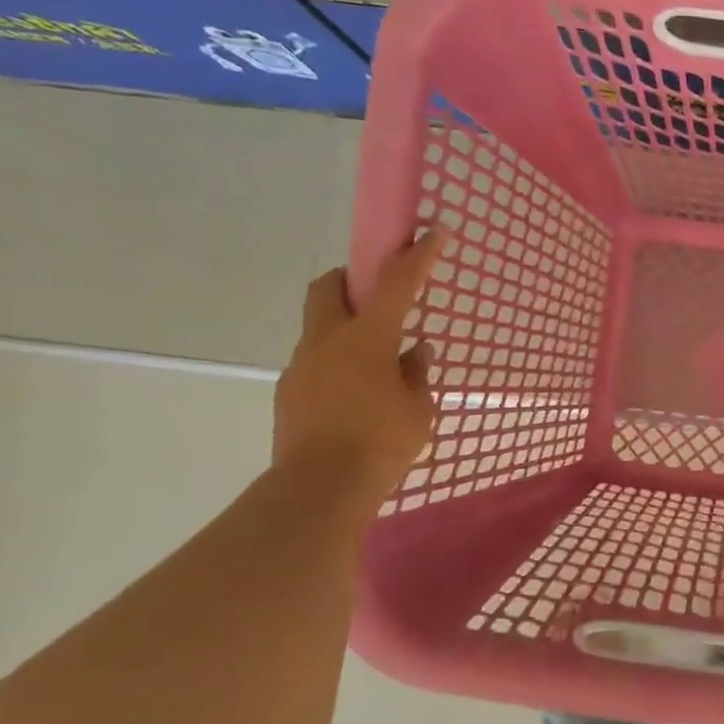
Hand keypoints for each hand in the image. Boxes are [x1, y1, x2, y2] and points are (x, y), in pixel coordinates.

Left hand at [273, 233, 445, 505]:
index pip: (395, 283)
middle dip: (351, 279)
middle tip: (377, 295)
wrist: (319, 489)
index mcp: (367, 339)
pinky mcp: (290, 392)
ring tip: (376, 365)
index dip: (416, 256)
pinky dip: (337, 364)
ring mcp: (302, 366)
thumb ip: (417, 375)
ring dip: (346, 329)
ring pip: (320, 328)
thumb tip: (415, 352)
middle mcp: (327, 341)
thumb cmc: (381, 444)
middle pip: (329, 287)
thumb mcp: (417, 410)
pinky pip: (316, 363)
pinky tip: (357, 396)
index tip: (432, 234)